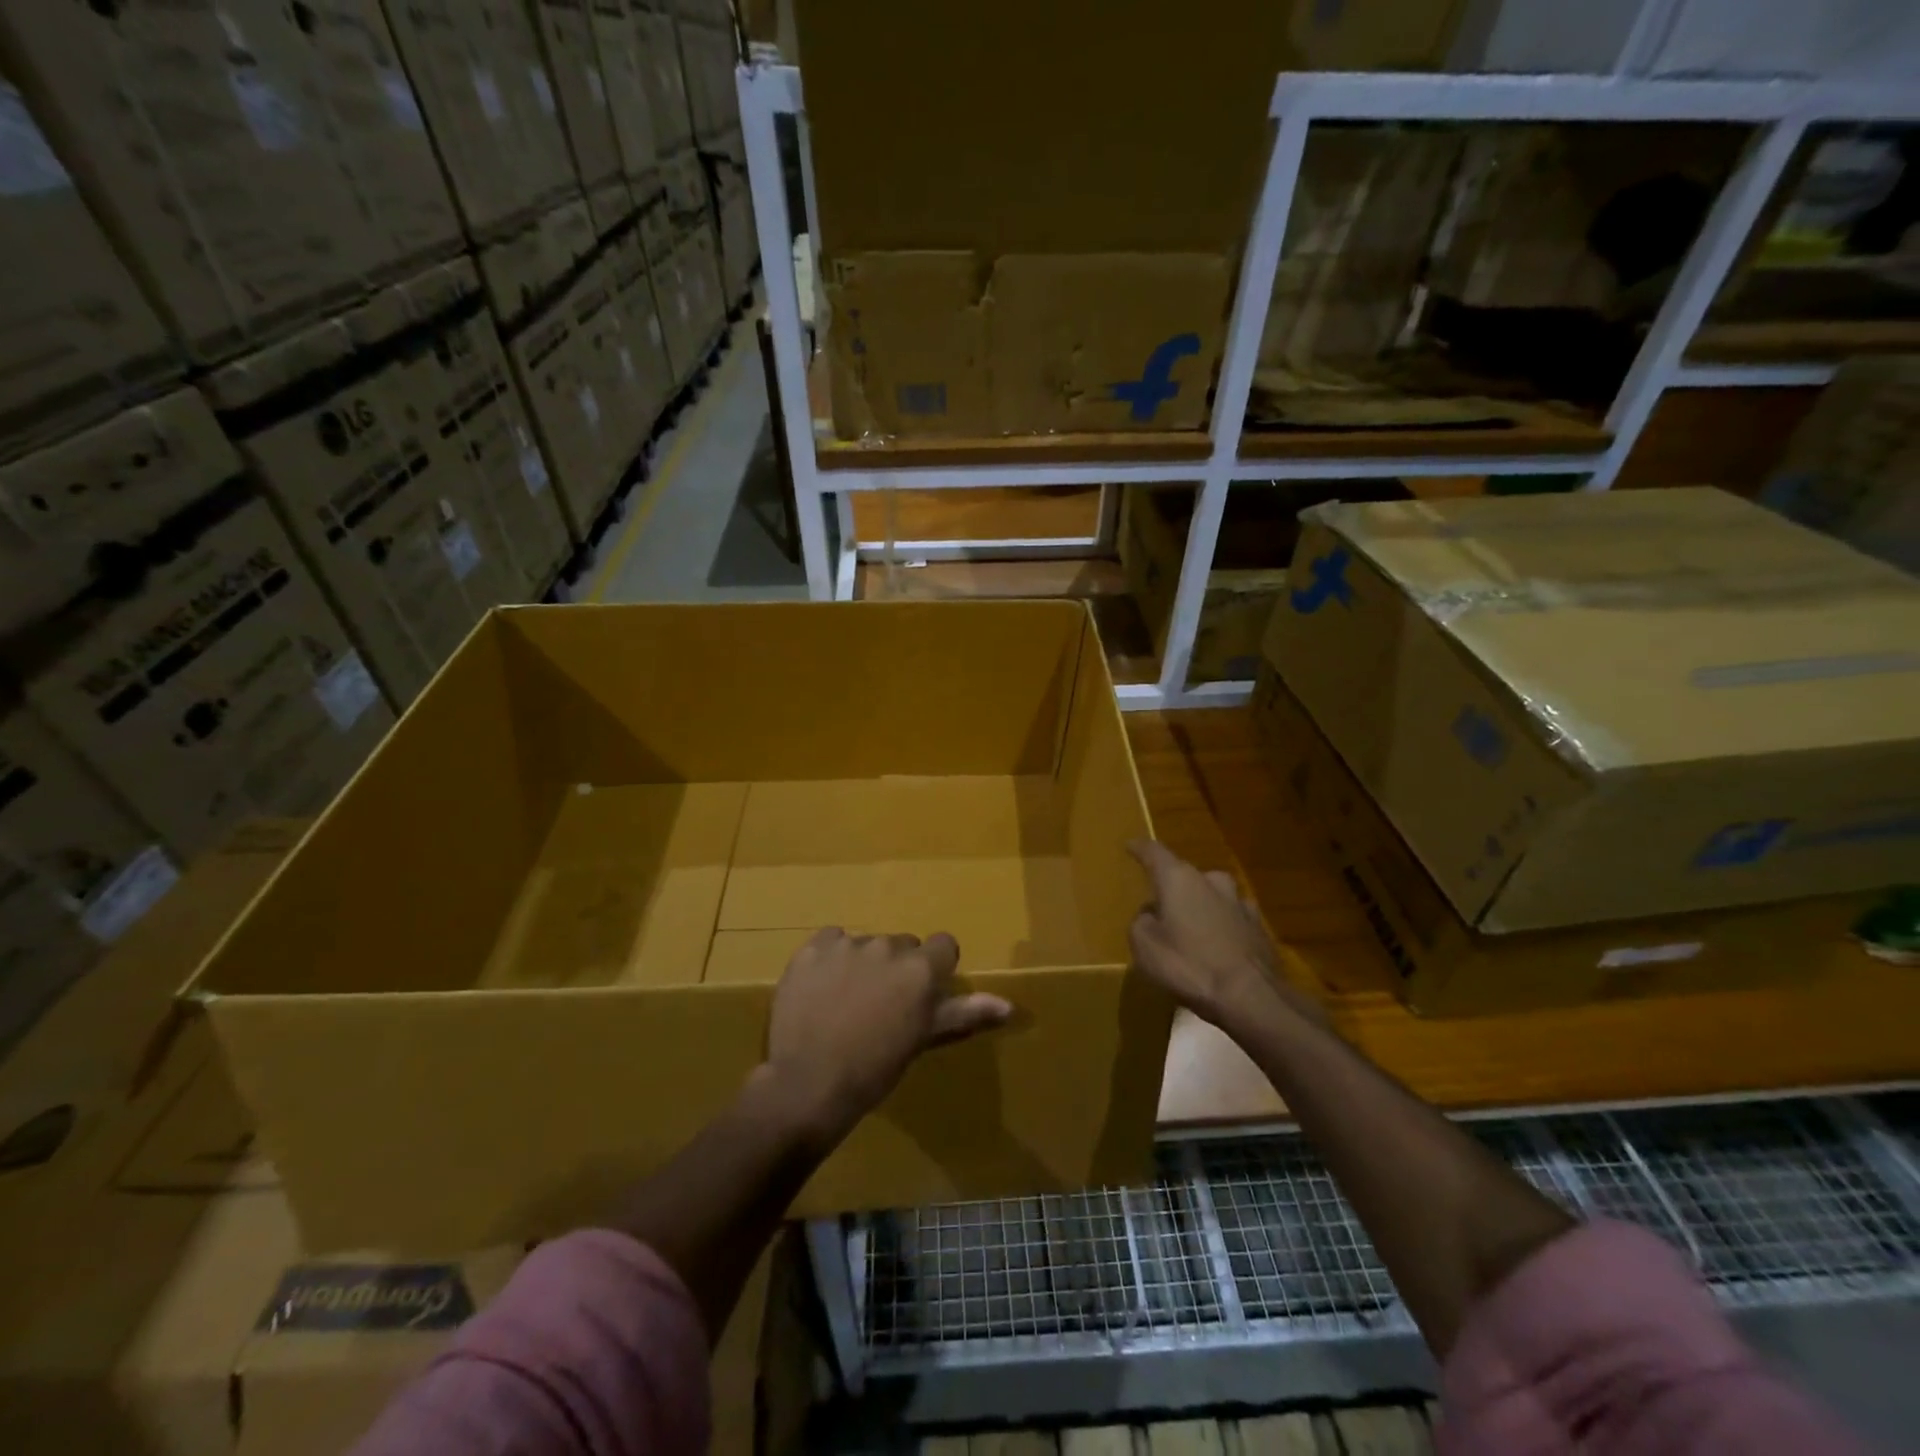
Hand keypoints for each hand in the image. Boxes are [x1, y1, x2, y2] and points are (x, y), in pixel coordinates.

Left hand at [761, 928, 1011, 1146]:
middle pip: (903, 945)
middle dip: (898, 967)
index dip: (935, 968)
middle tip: (883, 1004)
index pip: (944, 945)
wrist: (808, 1083)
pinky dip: (830, 959)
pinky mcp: (812, 948)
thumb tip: (1009, 1006)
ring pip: (866, 944)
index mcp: (921, 969)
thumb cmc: (874, 1069)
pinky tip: (821, 989)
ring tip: (847, 1002)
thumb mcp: (922, 1040)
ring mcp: (848, 944)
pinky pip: (831, 940)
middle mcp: (888, 946)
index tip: (921, 994)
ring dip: (863, 963)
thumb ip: (965, 1014)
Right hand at [1128, 840, 1314, 1034]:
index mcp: (1179, 879)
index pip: (1154, 852)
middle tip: (1161, 905)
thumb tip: (1151, 914)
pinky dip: (1220, 926)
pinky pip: (1231, 919)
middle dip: (1174, 887)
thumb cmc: (1189, 965)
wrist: (1251, 997)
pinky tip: (1216, 946)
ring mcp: (1240, 903)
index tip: (1130, 845)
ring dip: (1200, 906)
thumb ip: (1141, 922)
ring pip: (1212, 896)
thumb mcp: (1145, 947)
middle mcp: (1211, 881)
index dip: (1140, 848)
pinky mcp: (1259, 928)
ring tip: (1190, 928)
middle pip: (1186, 875)